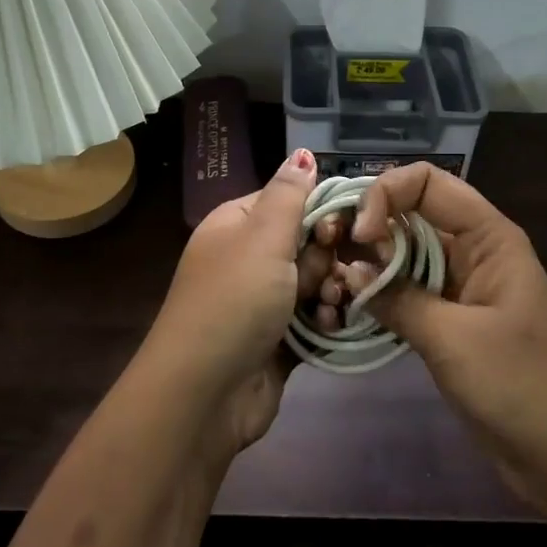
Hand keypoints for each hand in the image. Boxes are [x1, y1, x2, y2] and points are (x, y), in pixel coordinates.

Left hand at [140, 149, 333, 458]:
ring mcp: (263, 301)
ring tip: (332, 305)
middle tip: (332, 275)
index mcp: (238, 225)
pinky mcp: (278, 338)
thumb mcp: (262, 238)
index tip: (341, 229)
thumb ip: (289, 194)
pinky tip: (332, 327)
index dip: (320, 211)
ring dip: (331, 291)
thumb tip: (303, 152)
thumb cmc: (234, 301)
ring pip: (316, 281)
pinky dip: (326, 321)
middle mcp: (249, 258)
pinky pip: (314, 317)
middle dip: (327, 258)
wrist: (205, 394)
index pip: (290, 200)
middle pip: (308, 242)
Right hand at [334, 164, 546, 509]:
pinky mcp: (451, 322)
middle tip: (327, 256)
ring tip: (331, 284)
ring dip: (370, 264)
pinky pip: (409, 293)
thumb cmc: (523, 386)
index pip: (428, 182)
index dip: (386, 194)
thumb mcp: (455, 339)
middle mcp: (474, 250)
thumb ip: (399, 299)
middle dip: (369, 227)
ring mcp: (462, 288)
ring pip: (406, 255)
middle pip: (412, 214)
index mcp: (489, 236)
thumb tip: (350, 272)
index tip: (359, 236)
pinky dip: (381, 296)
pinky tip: (350, 309)